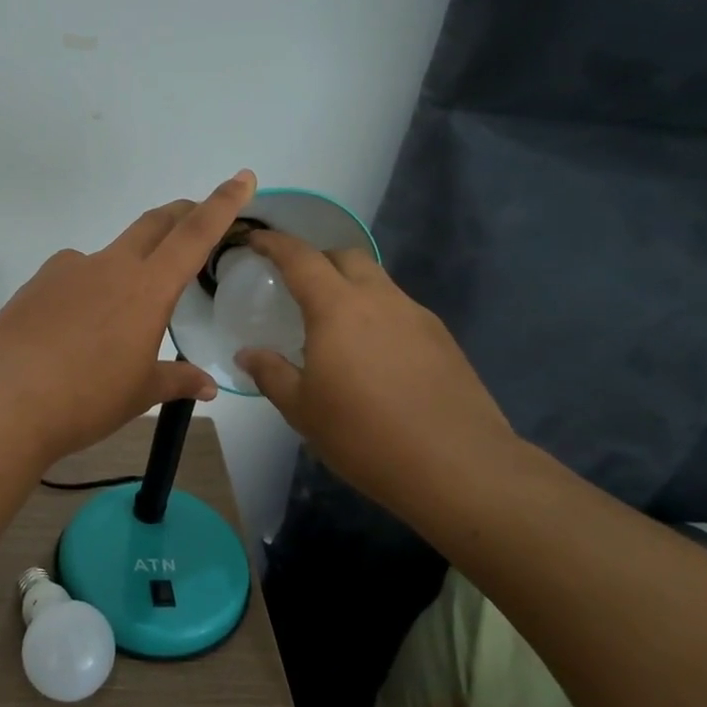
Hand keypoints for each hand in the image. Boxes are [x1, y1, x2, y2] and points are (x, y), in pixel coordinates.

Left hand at [0, 171, 257, 463]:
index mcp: (147, 288)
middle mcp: (109, 266)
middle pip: (154, 224)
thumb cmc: (87, 399)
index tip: (242, 177)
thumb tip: (207, 385)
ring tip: (115, 318)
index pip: (194, 235)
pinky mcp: (36, 283)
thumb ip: (176, 380)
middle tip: (195, 215)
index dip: (222, 204)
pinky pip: (71, 277)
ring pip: (108, 255)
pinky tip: (71, 329)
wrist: (7, 401)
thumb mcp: (140, 393)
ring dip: (125, 267)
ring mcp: (67, 269)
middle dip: (180, 213)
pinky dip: (84, 291)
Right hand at [235, 230, 515, 512]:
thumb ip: (271, 373)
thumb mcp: (302, 410)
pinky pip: (400, 310)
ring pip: (377, 282)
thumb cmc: (365, 435)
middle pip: (346, 257)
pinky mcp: (443, 340)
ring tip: (334, 326)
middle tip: (296, 286)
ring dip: (350, 288)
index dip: (274, 243)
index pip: (300, 258)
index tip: (254, 241)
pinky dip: (377, 315)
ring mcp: (417, 316)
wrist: (458, 466)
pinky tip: (373, 355)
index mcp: (338, 308)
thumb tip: (248, 354)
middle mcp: (380, 299)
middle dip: (317, 260)